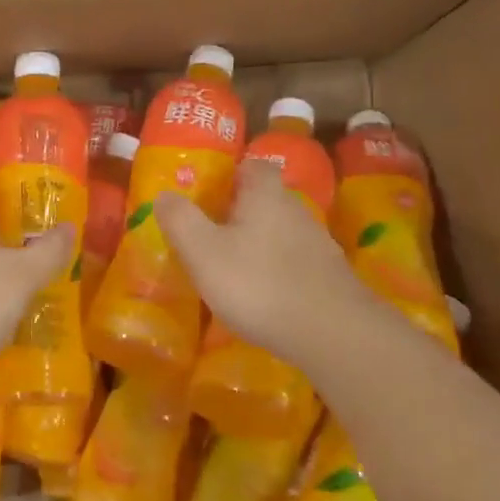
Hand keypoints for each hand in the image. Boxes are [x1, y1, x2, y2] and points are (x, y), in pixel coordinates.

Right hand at [156, 159, 383, 370]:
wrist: (335, 334)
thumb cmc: (259, 284)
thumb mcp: (204, 252)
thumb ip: (181, 220)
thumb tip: (164, 194)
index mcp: (265, 196)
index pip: (253, 166)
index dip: (232, 173)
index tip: (210, 191)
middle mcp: (296, 211)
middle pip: (267, 199)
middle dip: (242, 211)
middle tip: (213, 232)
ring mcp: (319, 245)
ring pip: (282, 232)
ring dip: (260, 244)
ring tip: (235, 268)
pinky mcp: (331, 278)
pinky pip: (297, 263)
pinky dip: (279, 272)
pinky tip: (265, 296)